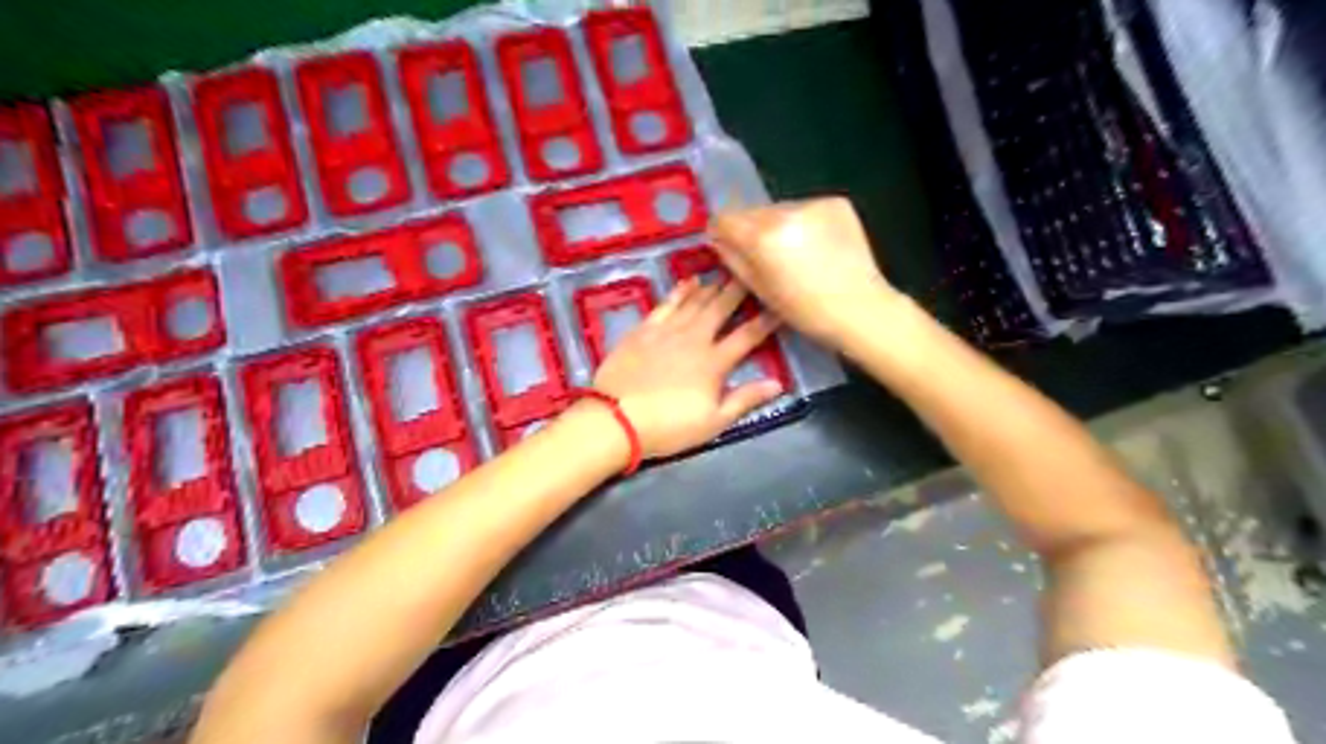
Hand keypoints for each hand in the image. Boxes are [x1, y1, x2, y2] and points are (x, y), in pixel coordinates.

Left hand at [590, 278, 785, 459]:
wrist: (616, 419)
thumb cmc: (668, 426)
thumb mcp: (713, 422)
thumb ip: (745, 399)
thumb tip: (778, 383)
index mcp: (714, 362)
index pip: (747, 336)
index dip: (766, 320)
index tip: (780, 305)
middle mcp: (694, 338)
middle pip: (721, 308)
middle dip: (738, 290)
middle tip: (751, 273)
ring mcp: (667, 330)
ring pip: (695, 301)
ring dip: (712, 287)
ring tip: (725, 274)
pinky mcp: (644, 329)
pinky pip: (666, 303)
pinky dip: (680, 291)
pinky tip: (688, 282)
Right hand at [714, 197, 902, 349]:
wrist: (861, 308)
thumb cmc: (806, 311)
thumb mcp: (760, 291)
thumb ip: (734, 260)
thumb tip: (719, 240)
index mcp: (762, 236)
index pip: (725, 219)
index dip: (721, 233)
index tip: (728, 246)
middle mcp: (785, 211)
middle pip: (752, 212)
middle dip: (752, 230)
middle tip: (766, 256)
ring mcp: (813, 204)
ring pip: (780, 209)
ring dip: (779, 225)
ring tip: (795, 253)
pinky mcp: (836, 203)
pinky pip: (805, 209)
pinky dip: (804, 223)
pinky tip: (816, 246)